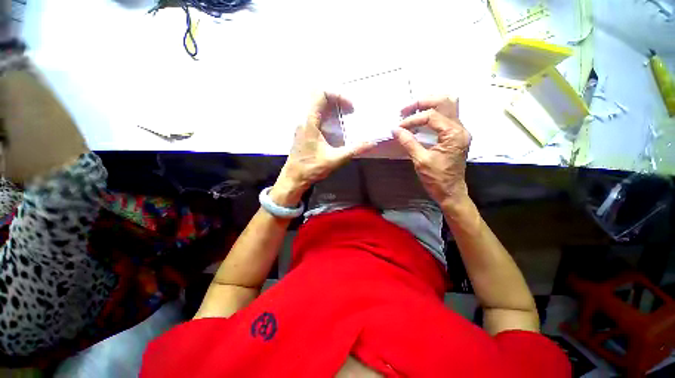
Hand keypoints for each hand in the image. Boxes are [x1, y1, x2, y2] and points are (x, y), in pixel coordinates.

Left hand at [271, 92, 374, 205]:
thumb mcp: (335, 160)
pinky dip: (326, 114)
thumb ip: (353, 150)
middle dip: (336, 99)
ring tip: (344, 115)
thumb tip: (371, 143)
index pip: (321, 94)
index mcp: (310, 122)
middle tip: (349, 109)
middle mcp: (303, 119)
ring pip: (315, 105)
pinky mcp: (302, 131)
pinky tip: (334, 127)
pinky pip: (314, 115)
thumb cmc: (312, 168)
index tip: (350, 107)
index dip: (338, 95)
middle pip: (318, 97)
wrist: (294, 178)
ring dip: (331, 107)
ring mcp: (301, 125)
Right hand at [392, 97, 470, 207]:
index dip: (413, 119)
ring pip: (448, 106)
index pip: (432, 115)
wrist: (451, 192)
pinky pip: (445, 117)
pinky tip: (420, 120)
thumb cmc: (437, 179)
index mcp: (454, 134)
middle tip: (405, 109)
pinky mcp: (455, 136)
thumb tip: (395, 130)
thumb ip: (409, 142)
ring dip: (429, 105)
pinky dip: (432, 114)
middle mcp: (460, 128)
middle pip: (445, 101)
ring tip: (411, 111)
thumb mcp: (420, 161)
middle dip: (423, 102)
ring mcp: (459, 131)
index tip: (399, 127)